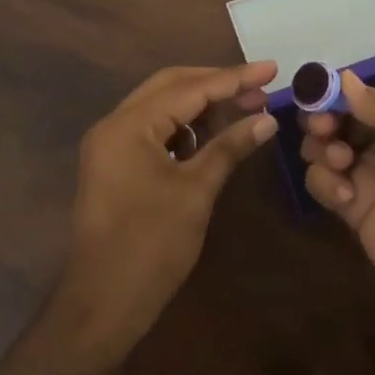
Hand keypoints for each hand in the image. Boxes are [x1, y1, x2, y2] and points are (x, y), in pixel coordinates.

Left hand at [52, 62, 277, 361]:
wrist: (102, 305)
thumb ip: (230, 147)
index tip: (272, 69)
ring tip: (244, 107)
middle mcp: (114, 124)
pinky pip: (153, 128)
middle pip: (171, 85)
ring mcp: (111, 143)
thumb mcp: (196, 192)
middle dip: (217, 83)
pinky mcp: (115, 163)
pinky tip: (212, 134)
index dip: (234, 78)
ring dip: (201, 103)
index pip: (189, 88)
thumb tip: (268, 118)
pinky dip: (184, 126)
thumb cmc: (151, 247)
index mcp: (129, 125)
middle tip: (260, 86)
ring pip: (162, 105)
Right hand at [301, 71, 374, 327]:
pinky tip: (346, 196)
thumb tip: (345, 79)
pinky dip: (324, 183)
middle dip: (323, 118)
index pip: (366, 100)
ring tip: (340, 161)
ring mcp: (369, 181)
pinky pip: (324, 186)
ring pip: (325, 151)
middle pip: (340, 122)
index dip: (340, 93)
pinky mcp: (354, 213)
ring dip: (321, 148)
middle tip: (323, 127)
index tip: (318, 91)